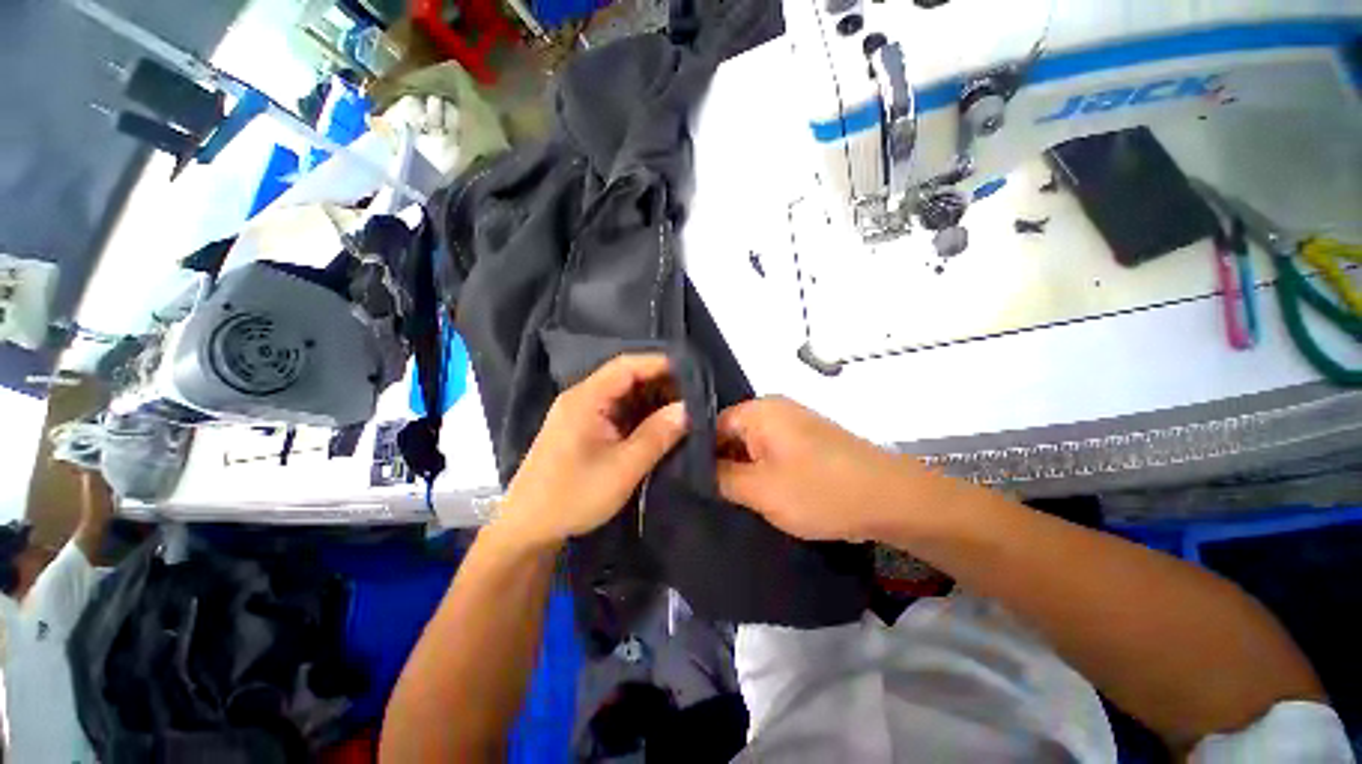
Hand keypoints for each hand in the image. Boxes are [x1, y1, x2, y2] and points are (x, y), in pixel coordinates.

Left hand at [497, 354, 687, 548]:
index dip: (660, 364)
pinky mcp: (583, 428)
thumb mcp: (623, 468)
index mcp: (586, 398)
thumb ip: (657, 435)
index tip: (692, 372)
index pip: (627, 366)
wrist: (528, 528)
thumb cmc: (573, 496)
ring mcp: (581, 413)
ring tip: (682, 409)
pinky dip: (639, 414)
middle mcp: (582, 398)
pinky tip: (659, 424)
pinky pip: (616, 411)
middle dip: (660, 383)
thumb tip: (687, 409)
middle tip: (693, 396)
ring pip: (623, 395)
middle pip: (625, 377)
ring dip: (651, 400)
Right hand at [716, 397, 934, 541]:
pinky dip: (765, 470)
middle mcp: (774, 408)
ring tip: (735, 499)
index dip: (697, 454)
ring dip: (745, 470)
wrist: (893, 499)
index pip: (710, 425)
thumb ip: (720, 477)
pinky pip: (774, 450)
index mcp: (758, 411)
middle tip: (712, 496)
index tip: (690, 483)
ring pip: (753, 445)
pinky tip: (764, 493)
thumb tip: (695, 470)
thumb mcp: (760, 490)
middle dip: (722, 463)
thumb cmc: (820, 491)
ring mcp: (795, 423)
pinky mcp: (810, 440)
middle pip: (732, 434)